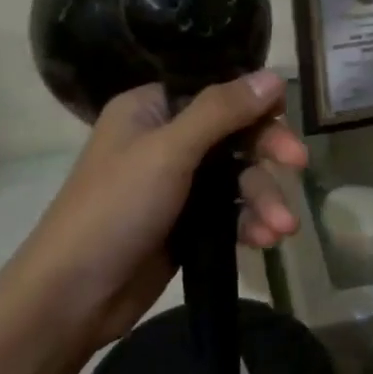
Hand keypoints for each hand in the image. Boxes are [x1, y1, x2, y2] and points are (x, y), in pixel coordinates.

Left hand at [1, 72, 306, 344]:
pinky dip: (250, 222)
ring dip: (264, 198)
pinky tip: (265, 241)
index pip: (217, 91)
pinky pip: (231, 211)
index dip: (255, 103)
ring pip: (238, 176)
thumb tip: (274, 76)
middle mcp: (167, 139)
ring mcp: (178, 183)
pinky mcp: (187, 222)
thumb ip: (222, 111)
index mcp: (152, 109)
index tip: (284, 117)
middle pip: (235, 133)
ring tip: (282, 228)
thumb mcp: (169, 152)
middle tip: (299, 164)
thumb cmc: (114, 210)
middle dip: (267, 154)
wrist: (73, 297)